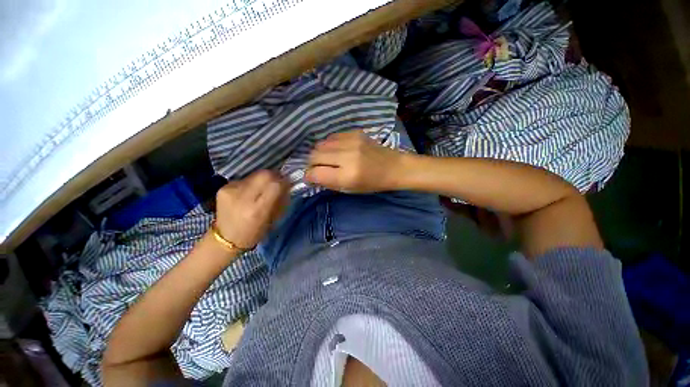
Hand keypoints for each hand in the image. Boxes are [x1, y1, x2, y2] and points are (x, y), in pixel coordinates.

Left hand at [215, 170, 288, 249]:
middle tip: (277, 182)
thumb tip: (286, 184)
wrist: (225, 238)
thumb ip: (280, 200)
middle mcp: (243, 197)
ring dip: (263, 180)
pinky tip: (249, 193)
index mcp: (257, 210)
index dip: (283, 181)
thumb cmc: (255, 232)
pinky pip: (245, 179)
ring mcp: (231, 190)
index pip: (275, 185)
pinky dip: (251, 183)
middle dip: (274, 176)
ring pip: (255, 174)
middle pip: (264, 174)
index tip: (287, 184)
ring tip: (261, 189)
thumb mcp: (273, 219)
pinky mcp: (224, 187)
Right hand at [305, 131, 405, 192]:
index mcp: (348, 175)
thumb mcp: (350, 189)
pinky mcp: (355, 132)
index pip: (315, 173)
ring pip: (320, 144)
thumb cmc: (373, 184)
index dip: (309, 176)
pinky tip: (337, 150)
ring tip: (327, 159)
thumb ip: (329, 182)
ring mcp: (351, 141)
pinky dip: (329, 145)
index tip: (311, 178)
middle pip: (314, 156)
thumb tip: (312, 175)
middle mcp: (347, 156)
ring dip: (319, 153)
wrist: (394, 167)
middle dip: (312, 164)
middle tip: (318, 168)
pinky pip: (331, 137)